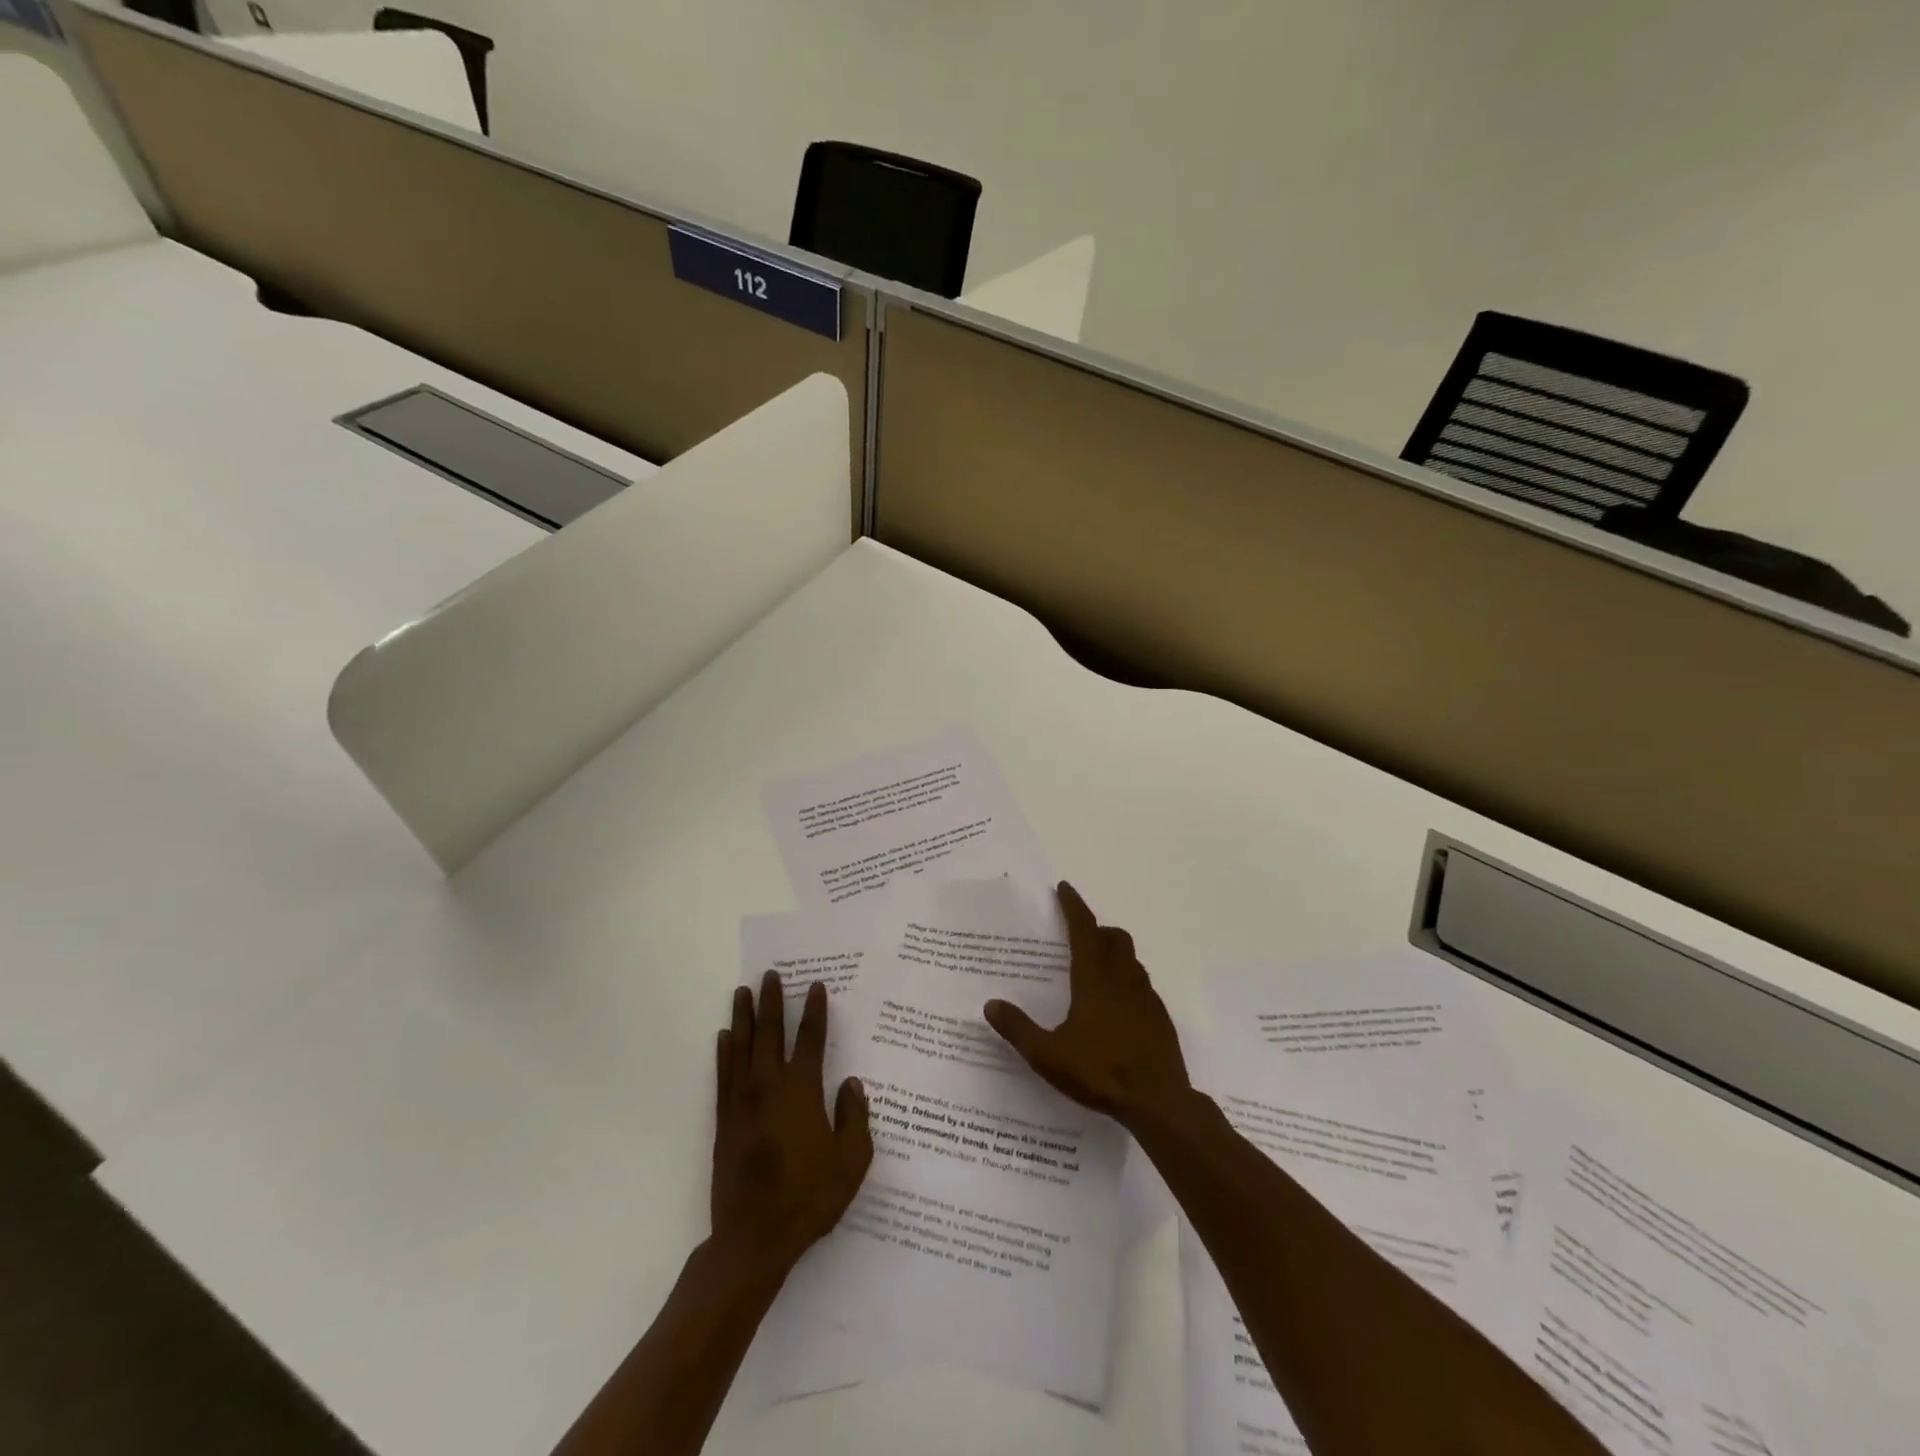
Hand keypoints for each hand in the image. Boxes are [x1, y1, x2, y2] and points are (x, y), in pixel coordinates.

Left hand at [712, 972, 873, 1275]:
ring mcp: (742, 1102)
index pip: (810, 1039)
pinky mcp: (724, 1121)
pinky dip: (724, 1052)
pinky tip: (724, 1037)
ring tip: (742, 991)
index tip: (815, 986)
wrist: (754, 1238)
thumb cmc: (809, 1197)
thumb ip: (854, 1116)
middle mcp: (769, 1086)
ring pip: (742, 1047)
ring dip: (744, 1017)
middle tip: (770, 975)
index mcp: (802, 1091)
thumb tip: (850, 1083)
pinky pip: (723, 1075)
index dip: (814, 1011)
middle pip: (770, 1033)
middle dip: (772, 1001)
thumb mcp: (851, 1161)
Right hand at [983, 882, 1190, 1130]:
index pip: (1084, 930)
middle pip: (1114, 938)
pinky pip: (1143, 984)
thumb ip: (1018, 1029)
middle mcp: (1122, 980)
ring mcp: (1146, 997)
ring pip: (1131, 959)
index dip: (1074, 906)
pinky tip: (1118, 1005)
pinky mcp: (1160, 1017)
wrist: (1158, 1102)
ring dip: (1114, 952)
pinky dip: (1128, 979)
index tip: (1065, 888)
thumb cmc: (1100, 1072)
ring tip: (1096, 967)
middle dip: (1096, 928)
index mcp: (1094, 980)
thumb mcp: (1048, 1056)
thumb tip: (990, 1005)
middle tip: (1079, 934)